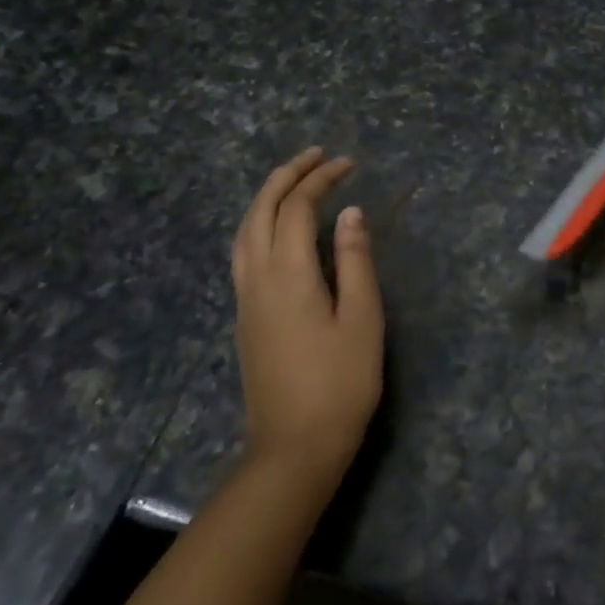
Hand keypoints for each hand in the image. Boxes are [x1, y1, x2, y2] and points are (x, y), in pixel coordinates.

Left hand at [230, 147, 384, 478]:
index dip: (321, 179)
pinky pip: (243, 253)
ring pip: (244, 232)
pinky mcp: (245, 319)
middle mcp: (257, 279)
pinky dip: (259, 224)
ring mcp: (245, 300)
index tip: (349, 164)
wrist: (294, 449)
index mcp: (288, 275)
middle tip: (316, 156)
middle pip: (260, 211)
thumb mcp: (362, 319)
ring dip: (266, 198)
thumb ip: (355, 261)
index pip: (297, 208)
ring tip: (294, 181)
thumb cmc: (340, 383)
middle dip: (286, 176)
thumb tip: (349, 213)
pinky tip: (277, 230)